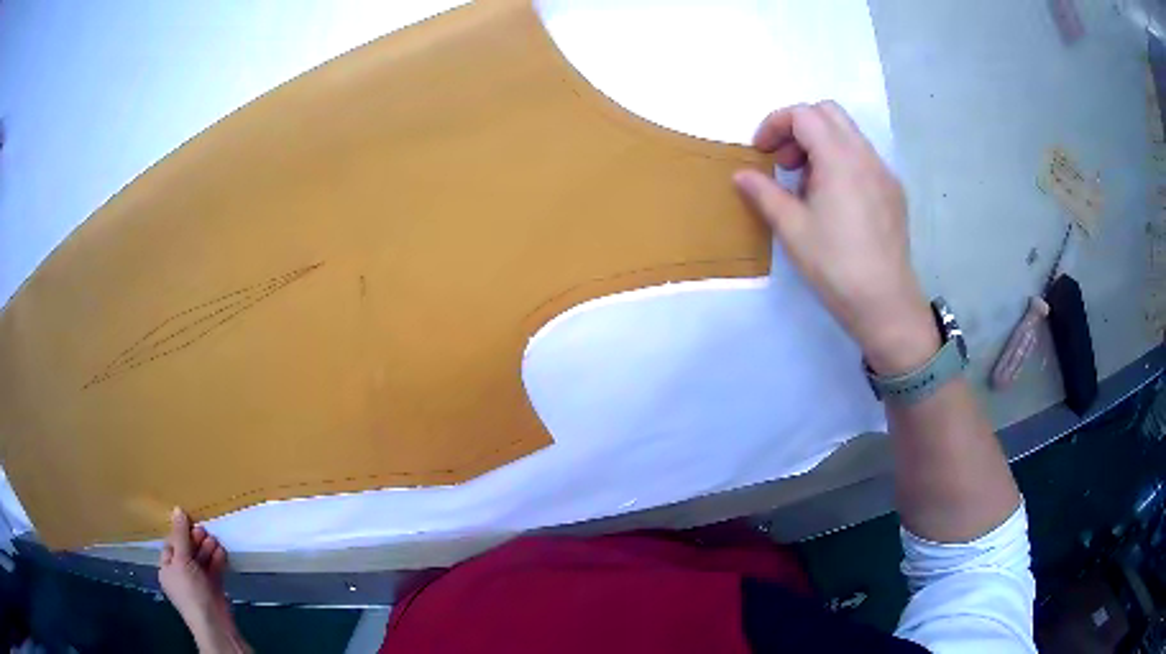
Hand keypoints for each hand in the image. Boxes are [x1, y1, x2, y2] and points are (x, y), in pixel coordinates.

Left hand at [160, 508, 248, 652]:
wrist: (213, 622)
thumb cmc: (190, 590)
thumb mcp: (182, 560)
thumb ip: (181, 535)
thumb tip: (177, 509)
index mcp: (167, 570)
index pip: (171, 546)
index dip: (179, 534)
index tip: (189, 523)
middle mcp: (180, 576)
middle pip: (187, 552)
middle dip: (196, 541)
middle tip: (204, 531)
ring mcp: (198, 584)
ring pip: (201, 561)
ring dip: (208, 550)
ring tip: (214, 540)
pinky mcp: (213, 590)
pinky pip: (213, 571)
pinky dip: (217, 561)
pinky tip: (221, 553)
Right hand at [733, 102, 937, 375]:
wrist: (886, 304)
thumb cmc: (835, 266)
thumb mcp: (792, 229)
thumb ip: (764, 193)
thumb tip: (742, 174)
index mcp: (840, 158)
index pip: (803, 115)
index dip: (775, 125)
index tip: (761, 153)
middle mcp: (866, 156)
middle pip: (828, 113)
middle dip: (799, 127)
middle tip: (784, 163)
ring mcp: (884, 173)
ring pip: (848, 134)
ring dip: (820, 145)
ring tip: (807, 186)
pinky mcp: (893, 192)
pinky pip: (863, 158)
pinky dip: (841, 162)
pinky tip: (834, 202)